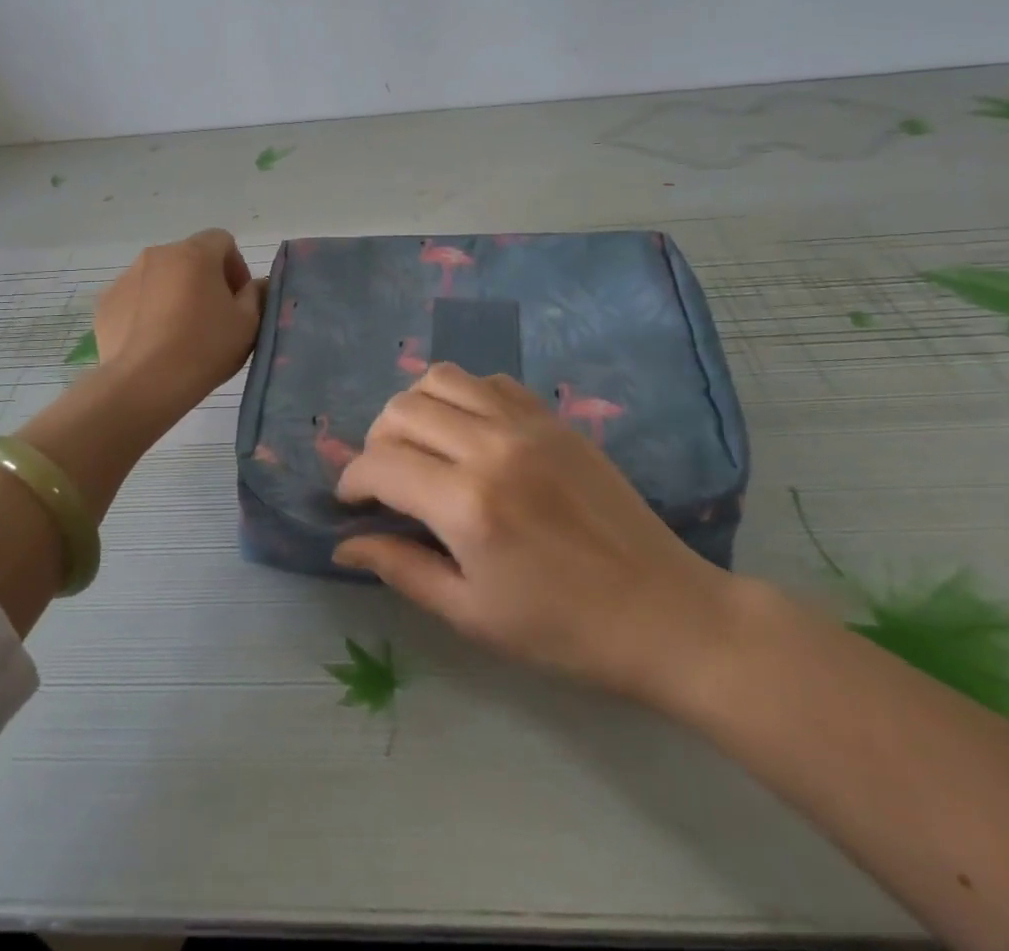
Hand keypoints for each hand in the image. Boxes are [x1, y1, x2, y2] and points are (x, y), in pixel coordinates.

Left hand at [93, 228, 264, 404]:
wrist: (144, 384)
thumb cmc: (204, 348)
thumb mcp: (248, 323)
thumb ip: (256, 295)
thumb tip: (255, 285)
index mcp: (195, 253)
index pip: (222, 240)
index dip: (236, 266)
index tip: (238, 298)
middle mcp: (158, 255)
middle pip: (189, 257)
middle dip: (204, 279)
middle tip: (213, 316)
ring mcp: (127, 277)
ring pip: (160, 277)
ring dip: (174, 293)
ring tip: (180, 332)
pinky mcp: (106, 302)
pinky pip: (136, 298)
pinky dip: (147, 311)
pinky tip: (154, 341)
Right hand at [332, 363, 745, 714]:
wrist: (663, 612)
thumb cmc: (562, 630)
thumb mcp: (471, 614)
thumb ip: (401, 568)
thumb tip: (345, 544)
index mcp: (467, 503)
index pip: (380, 464)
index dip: (352, 480)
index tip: (351, 502)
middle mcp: (490, 446)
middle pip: (402, 409)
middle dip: (376, 442)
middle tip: (385, 480)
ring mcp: (526, 423)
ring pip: (441, 378)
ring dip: (414, 408)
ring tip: (420, 446)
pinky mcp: (552, 418)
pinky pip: (488, 381)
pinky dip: (462, 396)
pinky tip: (468, 432)